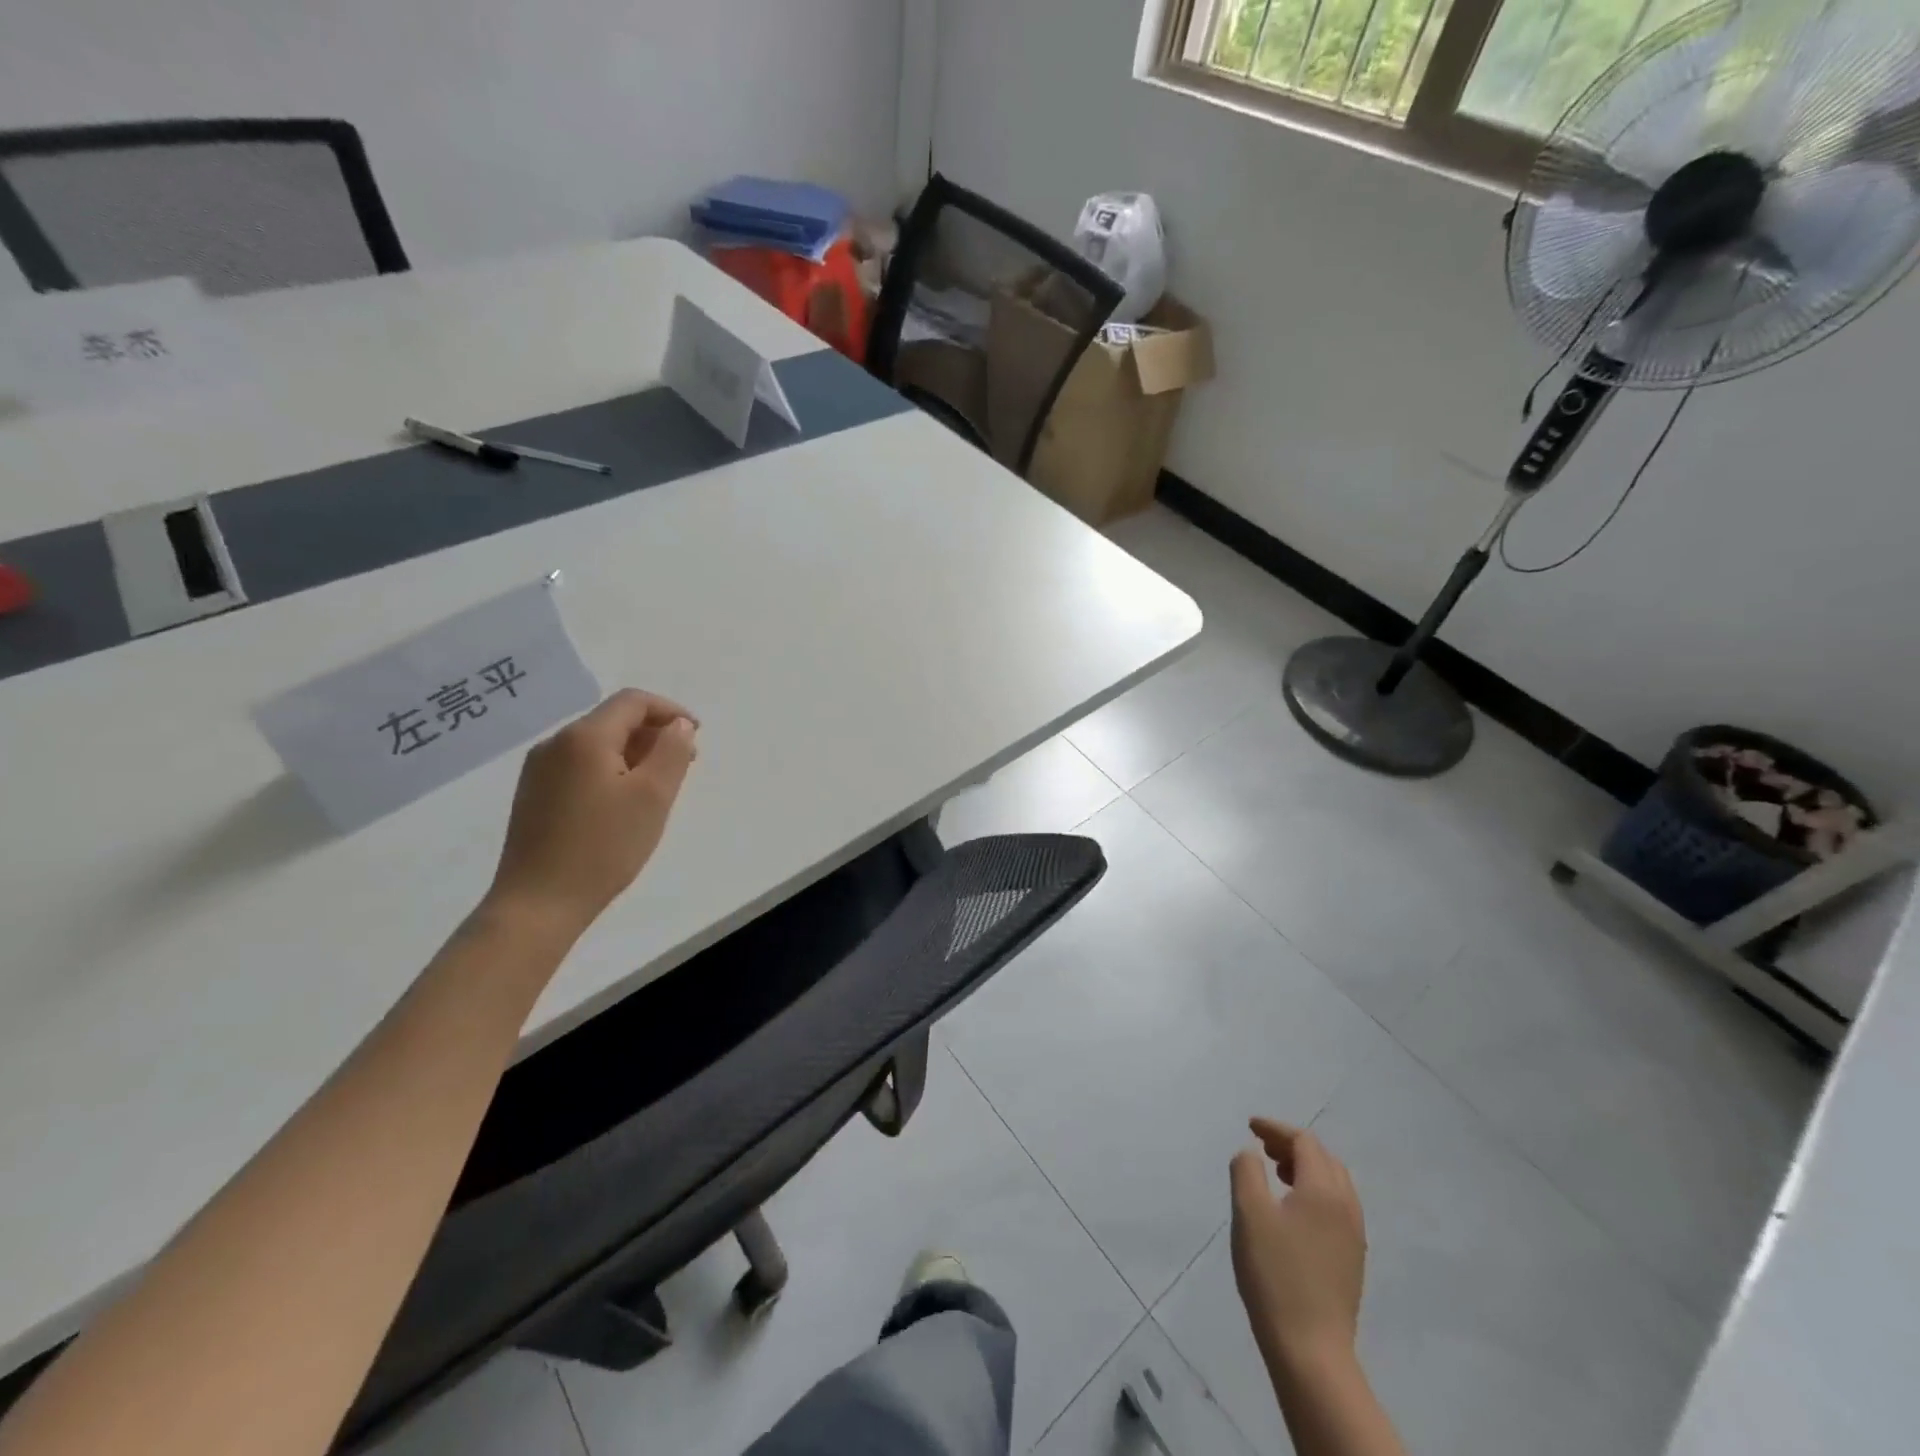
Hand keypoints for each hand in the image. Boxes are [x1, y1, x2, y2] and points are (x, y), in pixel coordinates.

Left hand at [483, 689, 699, 941]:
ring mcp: (539, 770)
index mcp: (584, 737)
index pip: (633, 701)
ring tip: (659, 787)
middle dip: (654, 734)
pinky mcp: (534, 795)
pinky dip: (611, 770)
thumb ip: (672, 752)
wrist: (538, 904)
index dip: (670, 711)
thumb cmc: (603, 847)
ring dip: (634, 754)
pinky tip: (624, 803)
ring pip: (597, 745)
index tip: (697, 736)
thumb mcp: (653, 796)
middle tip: (685, 765)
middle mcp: (555, 744)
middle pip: (613, 720)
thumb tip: (678, 725)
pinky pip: (581, 766)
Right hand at [1230, 1118, 1366, 1374]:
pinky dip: (1315, 1191)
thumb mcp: (1248, 1213)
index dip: (1276, 1129)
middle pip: (1324, 1159)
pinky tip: (1293, 1209)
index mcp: (1323, 1190)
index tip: (1249, 1126)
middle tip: (1261, 1146)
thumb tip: (1251, 1153)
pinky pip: (1337, 1206)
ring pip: (1334, 1183)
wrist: (1311, 1349)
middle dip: (1292, 1145)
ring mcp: (1354, 1236)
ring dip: (1305, 1168)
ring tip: (1276, 1174)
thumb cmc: (1275, 1274)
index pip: (1304, 1142)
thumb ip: (1246, 1171)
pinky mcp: (1352, 1259)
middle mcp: (1346, 1206)